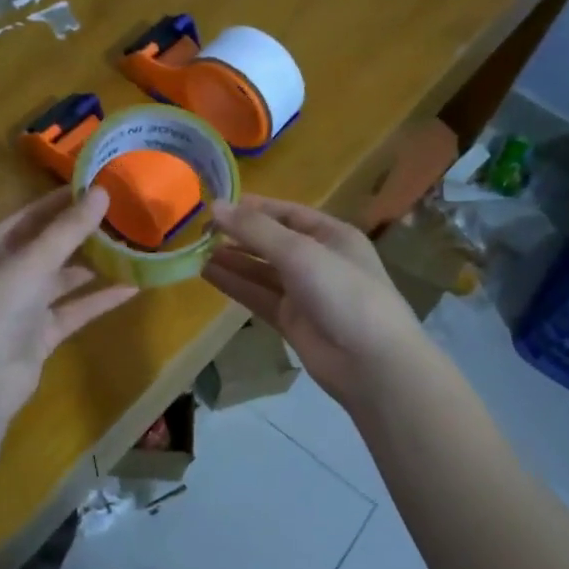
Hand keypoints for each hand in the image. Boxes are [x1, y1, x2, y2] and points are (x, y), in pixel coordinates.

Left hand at [0, 186, 137, 422]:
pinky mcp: (41, 334)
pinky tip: (132, 287)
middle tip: (124, 215)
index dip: (63, 200)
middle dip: (84, 232)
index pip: (32, 215)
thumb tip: (102, 191)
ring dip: (95, 265)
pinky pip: (75, 309)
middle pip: (50, 245)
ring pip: (65, 278)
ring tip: (132, 246)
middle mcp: (7, 272)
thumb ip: (68, 229)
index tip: (100, 185)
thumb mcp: (32, 261)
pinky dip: (100, 299)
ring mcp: (24, 305)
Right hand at [204, 196, 424, 408]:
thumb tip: (214, 206)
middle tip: (200, 231)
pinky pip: (258, 296)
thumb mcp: (300, 252)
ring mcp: (305, 293)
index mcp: (332, 236)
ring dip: (233, 260)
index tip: (218, 207)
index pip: (289, 213)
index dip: (255, 208)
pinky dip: (235, 285)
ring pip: (262, 271)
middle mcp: (319, 261)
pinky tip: (208, 274)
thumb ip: (256, 230)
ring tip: (197, 251)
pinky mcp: (292, 321)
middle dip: (240, 235)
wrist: (371, 363)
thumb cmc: (343, 293)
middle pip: (273, 242)